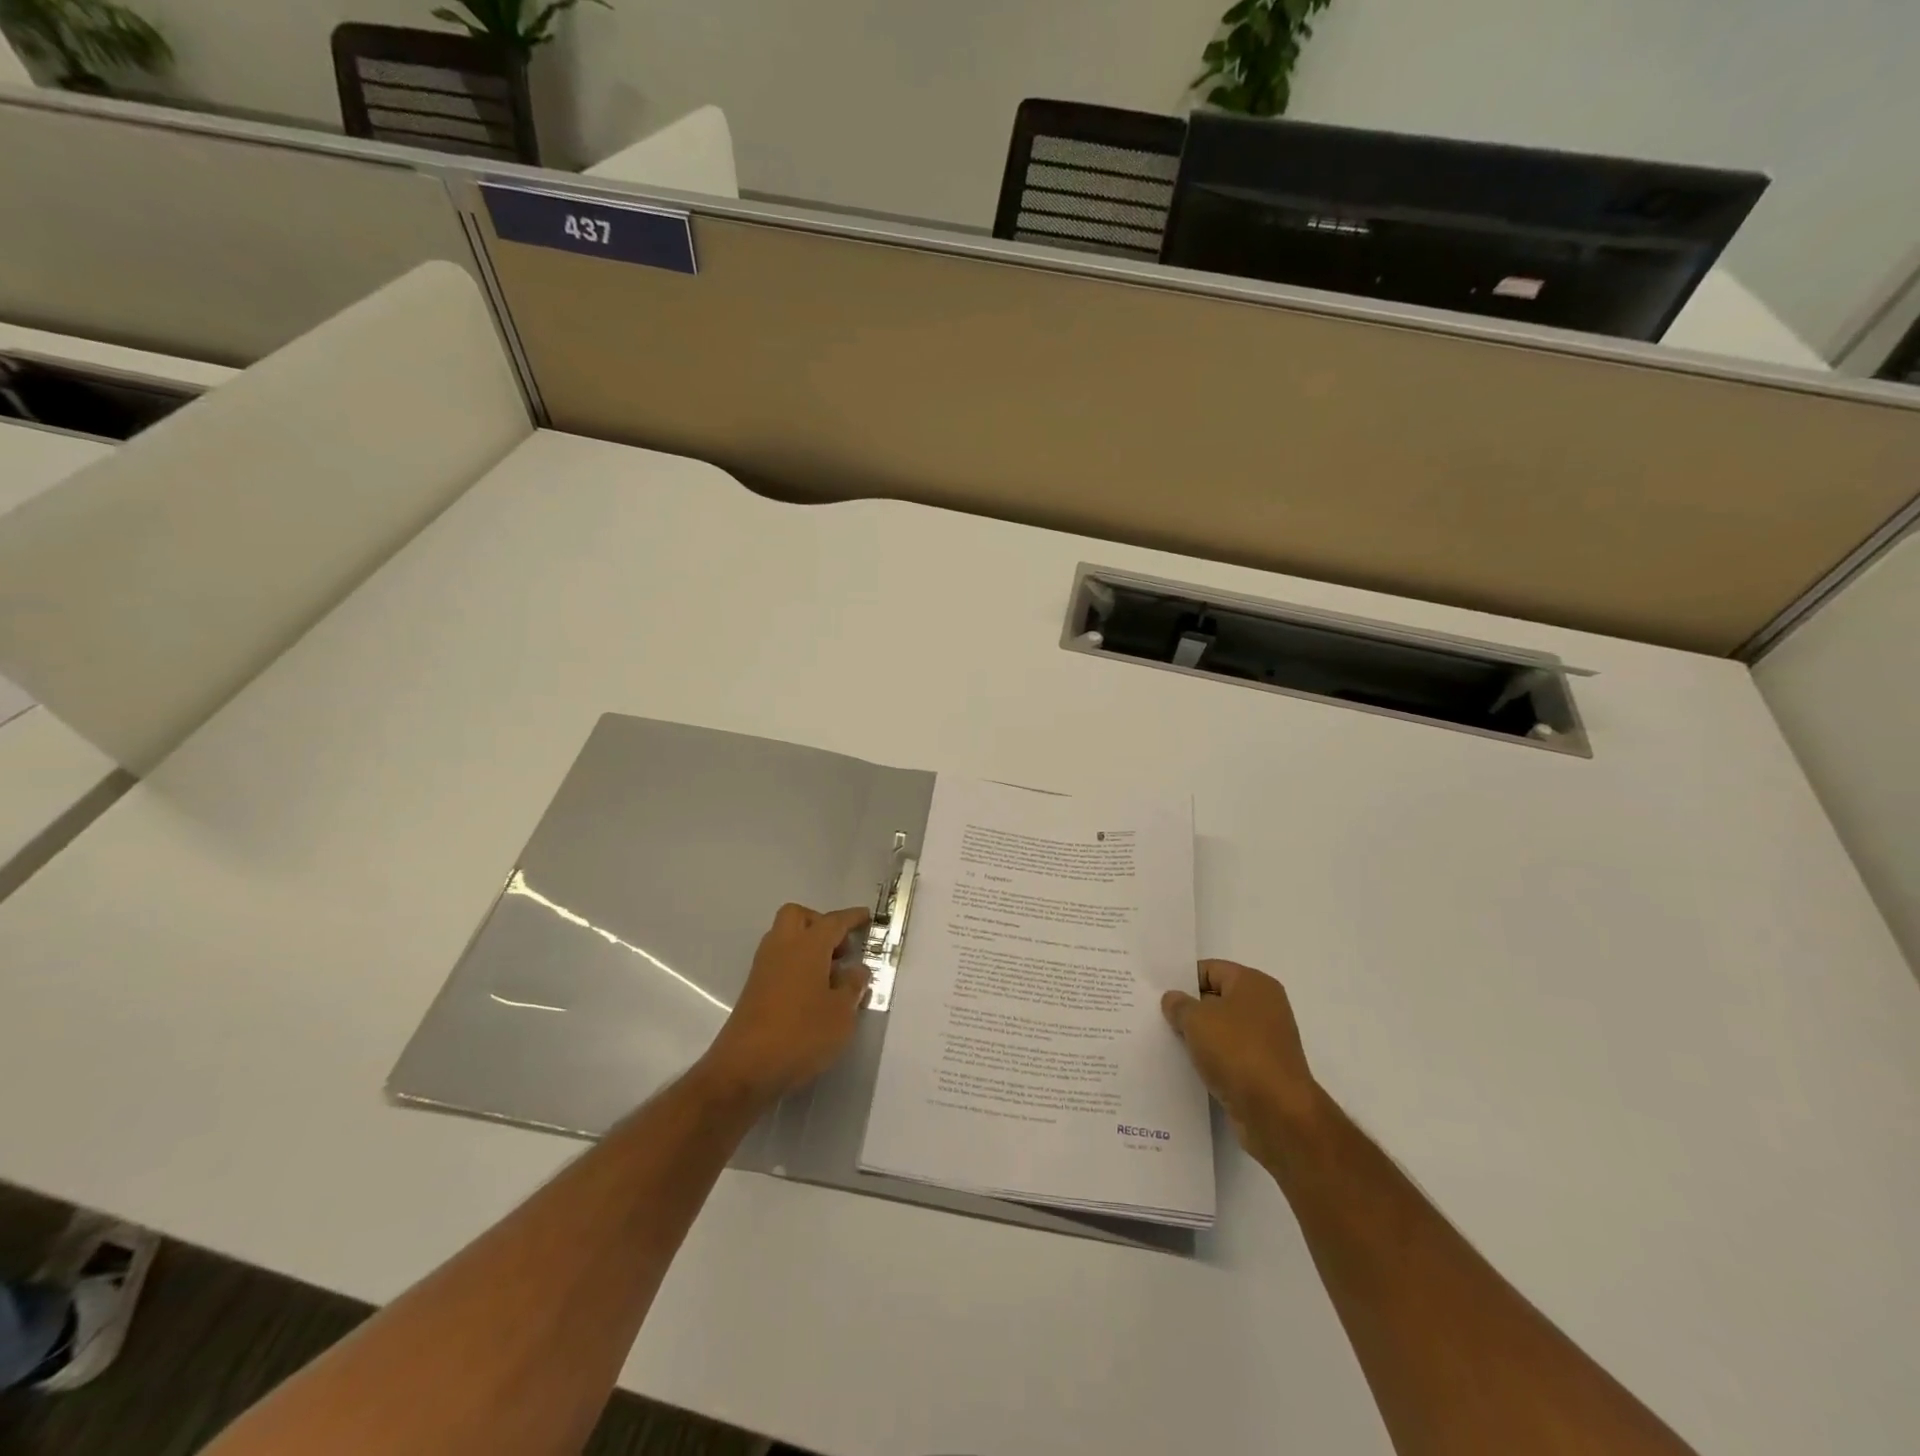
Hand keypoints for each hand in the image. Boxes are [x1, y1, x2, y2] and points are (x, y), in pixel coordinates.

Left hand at [697, 903, 871, 1108]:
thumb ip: (853, 986)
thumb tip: (856, 970)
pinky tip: (812, 992)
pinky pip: (779, 961)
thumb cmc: (801, 1035)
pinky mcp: (754, 989)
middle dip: (821, 923)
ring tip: (831, 973)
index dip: (852, 917)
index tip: (867, 917)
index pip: (834, 921)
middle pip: (799, 916)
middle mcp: (782, 948)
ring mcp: (764, 968)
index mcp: (807, 946)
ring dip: (807, 944)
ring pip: (785, 937)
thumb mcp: (841, 1013)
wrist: (745, 1070)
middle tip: (841, 948)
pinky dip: (796, 964)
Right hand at [1162, 960, 1323, 1170]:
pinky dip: (1210, 1060)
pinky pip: (1228, 1057)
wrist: (1277, 1113)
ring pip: (1221, 1031)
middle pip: (1216, 1000)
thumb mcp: (1197, 1019)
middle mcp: (1264, 1008)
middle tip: (1156, 1016)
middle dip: (1188, 1009)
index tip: (1157, 993)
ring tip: (1166, 1042)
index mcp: (1253, 984)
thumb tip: (1173, 999)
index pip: (1210, 970)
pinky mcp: (1262, 1071)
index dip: (1183, 979)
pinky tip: (1186, 1067)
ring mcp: (1266, 1041)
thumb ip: (1179, 1005)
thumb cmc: (1237, 1051)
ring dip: (1198, 1037)